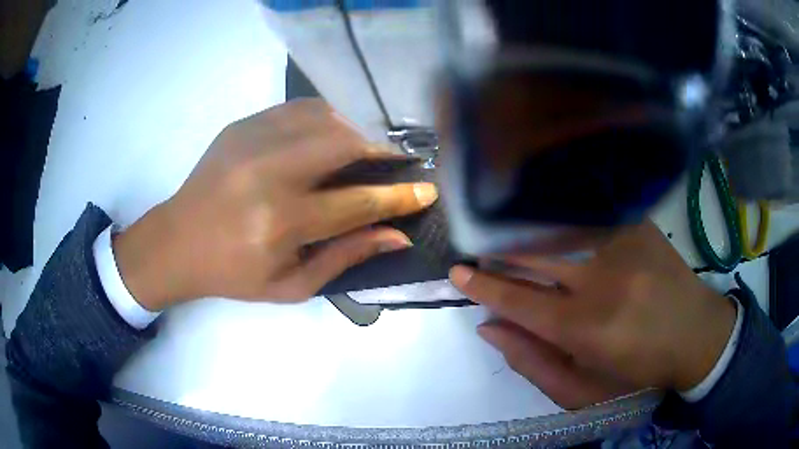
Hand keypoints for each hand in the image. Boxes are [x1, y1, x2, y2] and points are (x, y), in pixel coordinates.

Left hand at [114, 99, 437, 309]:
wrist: (177, 241)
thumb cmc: (235, 273)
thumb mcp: (291, 285)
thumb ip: (346, 256)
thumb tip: (397, 235)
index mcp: (281, 223)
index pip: (357, 202)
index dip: (399, 197)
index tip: (427, 189)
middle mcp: (268, 173)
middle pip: (345, 143)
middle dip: (382, 150)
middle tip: (398, 161)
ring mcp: (252, 140)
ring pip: (325, 117)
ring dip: (356, 130)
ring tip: (366, 148)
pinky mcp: (242, 125)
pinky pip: (299, 109)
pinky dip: (326, 118)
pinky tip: (331, 134)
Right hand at [450, 221, 736, 408]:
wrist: (696, 336)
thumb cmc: (637, 373)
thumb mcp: (581, 390)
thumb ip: (531, 363)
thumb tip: (489, 327)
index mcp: (586, 329)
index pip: (519, 301)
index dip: (484, 286)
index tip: (458, 272)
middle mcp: (603, 280)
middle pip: (533, 254)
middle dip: (498, 250)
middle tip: (479, 248)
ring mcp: (624, 244)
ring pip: (558, 226)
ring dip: (526, 230)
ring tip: (508, 231)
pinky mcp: (638, 225)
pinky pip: (589, 212)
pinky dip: (562, 214)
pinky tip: (551, 216)